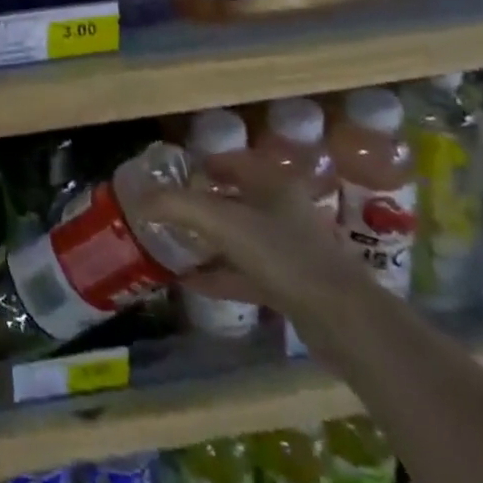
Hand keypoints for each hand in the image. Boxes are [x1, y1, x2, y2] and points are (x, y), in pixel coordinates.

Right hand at [154, 153, 364, 316]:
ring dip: (210, 240)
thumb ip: (176, 206)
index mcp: (273, 183)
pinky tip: (192, 282)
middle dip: (202, 202)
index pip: (233, 161)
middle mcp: (283, 210)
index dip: (203, 163)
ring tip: (175, 243)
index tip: (173, 174)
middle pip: (236, 198)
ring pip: (241, 237)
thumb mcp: (221, 222)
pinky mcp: (293, 286)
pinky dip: (220, 274)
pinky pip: (247, 272)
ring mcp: (290, 249)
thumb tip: (138, 199)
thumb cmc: (282, 254)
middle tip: (169, 209)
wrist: (344, 321)